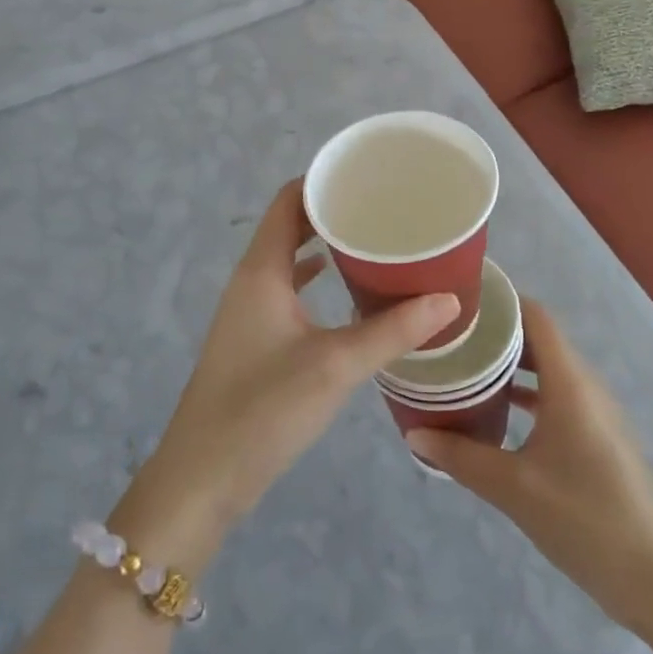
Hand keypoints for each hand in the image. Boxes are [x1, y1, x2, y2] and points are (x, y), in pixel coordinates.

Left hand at [112, 181, 460, 571]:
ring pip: (290, 258)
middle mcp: (252, 280)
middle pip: (291, 224)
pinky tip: (349, 291)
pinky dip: (317, 279)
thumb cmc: (263, 410)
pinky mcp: (255, 339)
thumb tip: (450, 299)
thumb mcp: (335, 366)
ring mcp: (250, 311)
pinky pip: (289, 290)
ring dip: (325, 245)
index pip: (289, 200)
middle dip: (333, 211)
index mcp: (261, 270)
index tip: (369, 174)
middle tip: (384, 206)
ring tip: (375, 240)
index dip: (324, 179)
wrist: (202, 479)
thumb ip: (393, 331)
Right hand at [407, 300, 652, 637]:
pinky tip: (499, 411)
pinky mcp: (599, 436)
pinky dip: (527, 392)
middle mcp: (585, 385)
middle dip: (496, 332)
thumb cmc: (584, 519)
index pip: (535, 315)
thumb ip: (461, 456)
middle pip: (538, 338)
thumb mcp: (513, 488)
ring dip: (511, 364)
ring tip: (465, 366)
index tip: (460, 299)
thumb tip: (413, 435)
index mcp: (569, 383)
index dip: (500, 300)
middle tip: (451, 335)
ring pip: (548, 368)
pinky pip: (558, 394)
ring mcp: (596, 411)